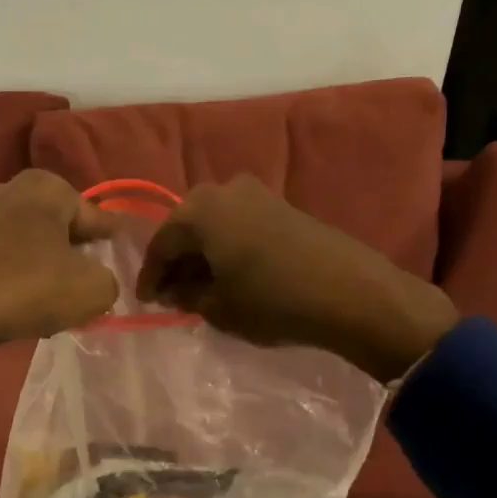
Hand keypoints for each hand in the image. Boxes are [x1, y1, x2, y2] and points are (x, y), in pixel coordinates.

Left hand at [0, 170, 119, 342]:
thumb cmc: (28, 285)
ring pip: (27, 244)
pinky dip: (13, 276)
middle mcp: (9, 188)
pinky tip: (19, 303)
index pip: (94, 217)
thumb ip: (107, 281)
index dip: (111, 241)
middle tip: (86, 284)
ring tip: (53, 300)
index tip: (121, 256)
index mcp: (47, 187)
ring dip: (42, 268)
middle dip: (73, 255)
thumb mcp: (91, 289)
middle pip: (58, 228)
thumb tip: (96, 281)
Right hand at [136, 175, 456, 381]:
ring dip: (203, 254)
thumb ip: (186, 296)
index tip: (146, 302)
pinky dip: (227, 247)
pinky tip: (231, 274)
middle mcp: (222, 191)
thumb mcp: (218, 307)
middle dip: (176, 262)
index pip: (160, 244)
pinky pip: (238, 224)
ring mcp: (256, 193)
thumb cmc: (271, 301)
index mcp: (198, 211)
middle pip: (186, 228)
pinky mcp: (281, 205)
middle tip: (172, 294)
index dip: (150, 276)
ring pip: (214, 225)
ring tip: (201, 287)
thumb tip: (174, 290)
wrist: (350, 292)